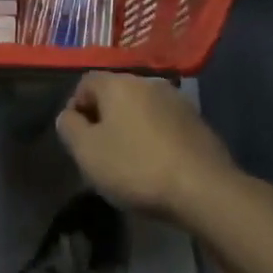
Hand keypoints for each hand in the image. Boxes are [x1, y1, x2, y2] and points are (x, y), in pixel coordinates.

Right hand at [55, 73, 237, 219]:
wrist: (203, 189)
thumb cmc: (135, 167)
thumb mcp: (87, 152)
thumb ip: (69, 128)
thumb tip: (69, 116)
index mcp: (118, 84)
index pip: (85, 83)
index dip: (76, 108)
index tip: (78, 139)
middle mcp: (148, 83)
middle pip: (115, 94)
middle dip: (104, 118)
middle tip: (101, 151)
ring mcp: (178, 101)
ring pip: (142, 109)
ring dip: (131, 127)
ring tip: (130, 160)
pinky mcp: (198, 123)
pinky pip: (165, 124)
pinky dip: (155, 138)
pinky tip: (157, 164)